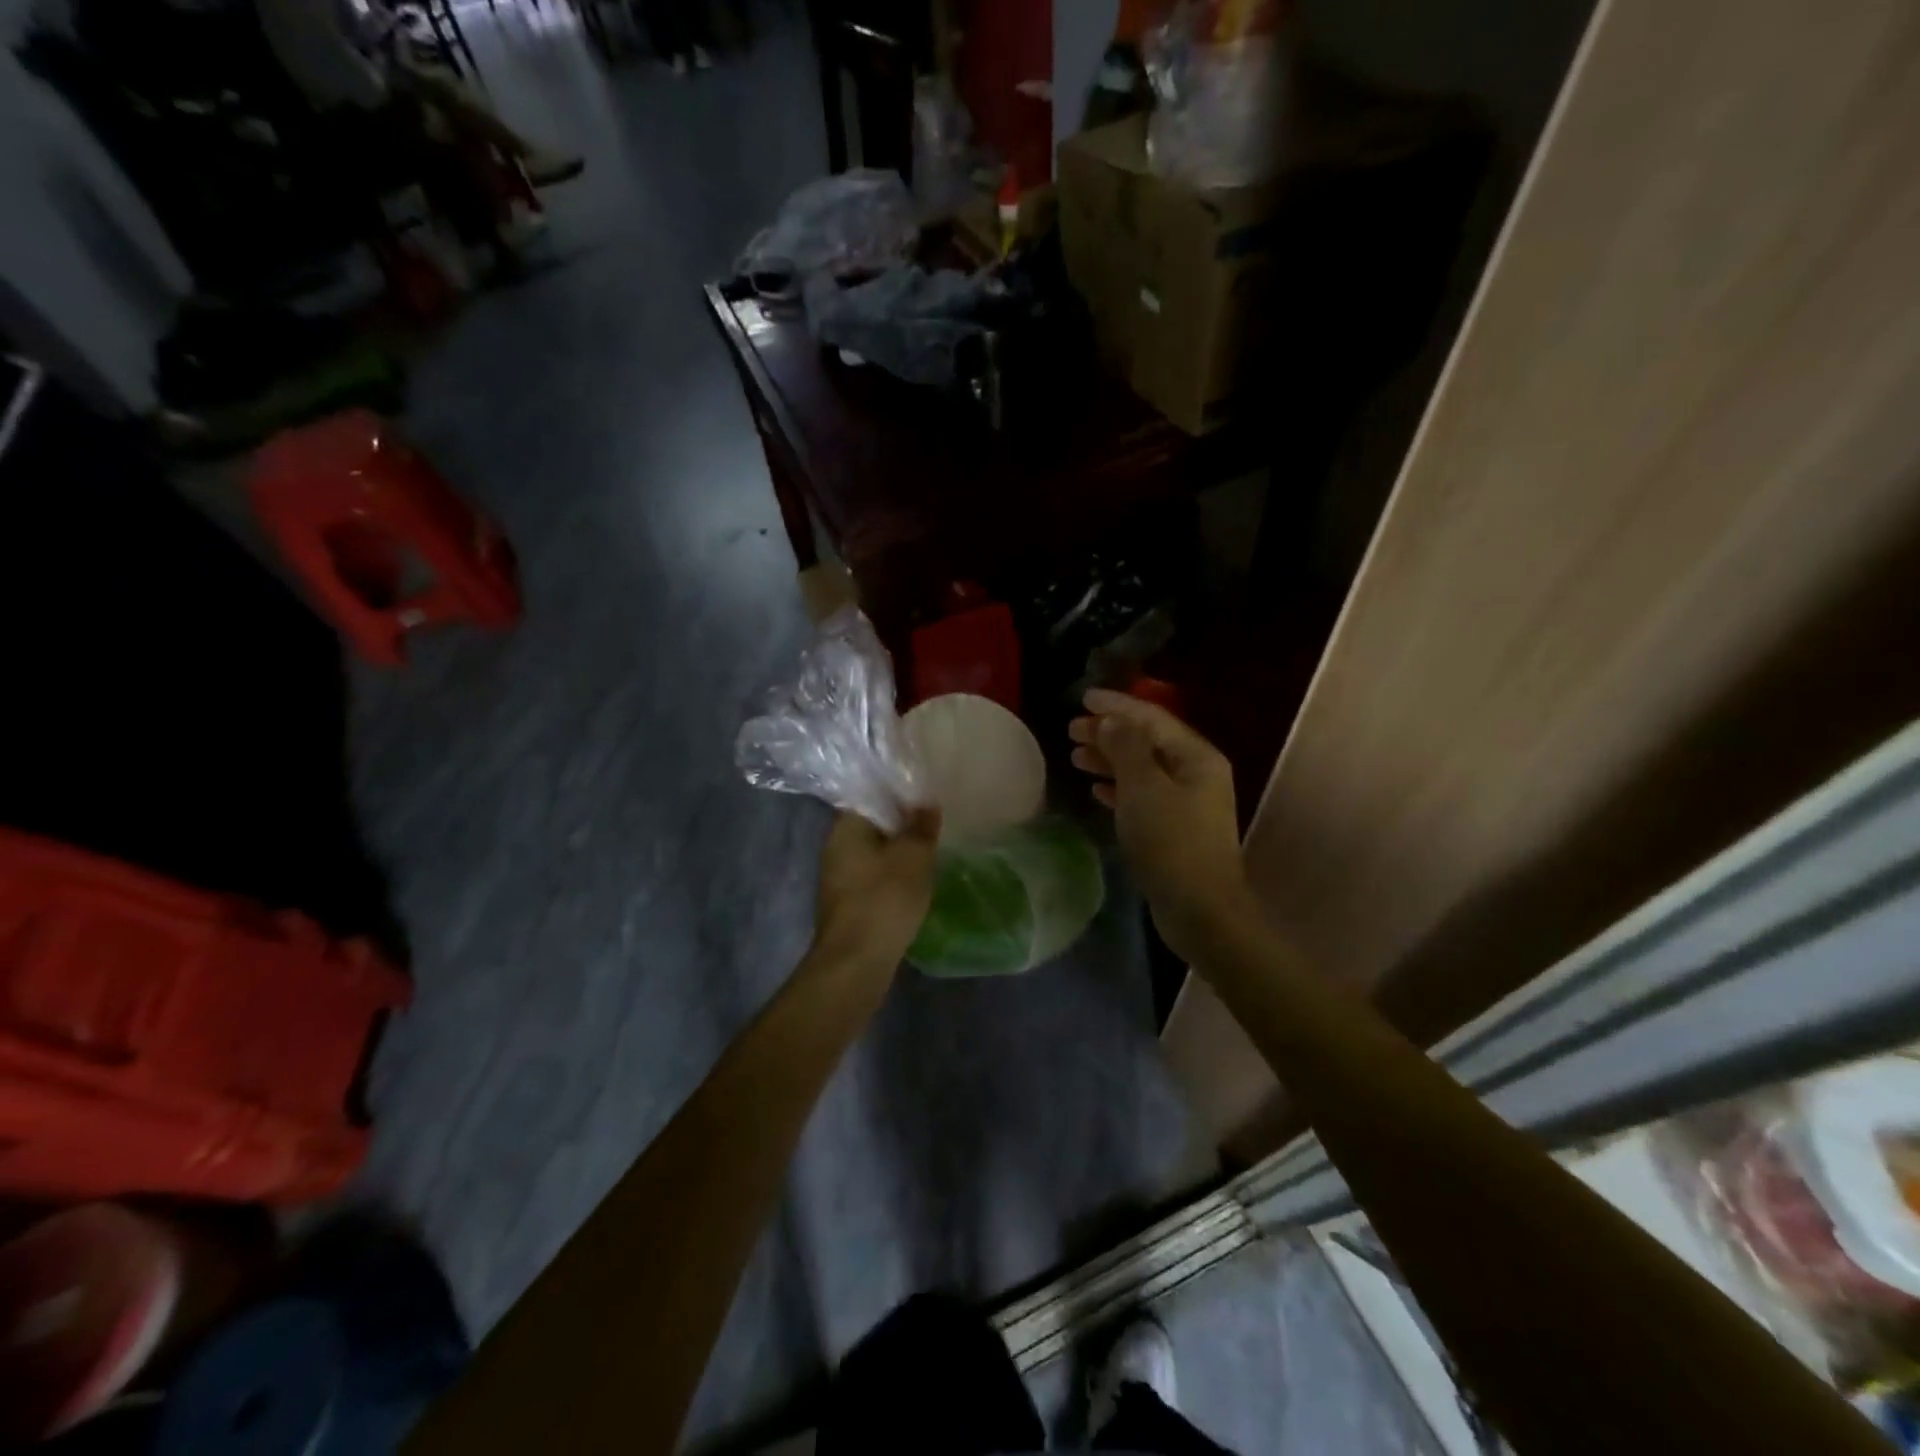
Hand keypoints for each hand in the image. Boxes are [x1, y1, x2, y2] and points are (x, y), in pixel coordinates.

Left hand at [813, 807, 941, 968]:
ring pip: (874, 852)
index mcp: (846, 827)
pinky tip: (914, 883)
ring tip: (930, 852)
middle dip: (902, 824)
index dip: (900, 793)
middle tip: (935, 824)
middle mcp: (836, 847)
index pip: (871, 795)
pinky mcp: (847, 903)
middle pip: (873, 824)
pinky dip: (893, 876)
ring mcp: (839, 877)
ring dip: (899, 853)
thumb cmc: (884, 900)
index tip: (927, 797)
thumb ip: (921, 826)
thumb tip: (926, 803)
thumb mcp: (913, 857)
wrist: (856, 963)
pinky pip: (874, 877)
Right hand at [1069, 689, 1250, 959]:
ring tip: (1076, 756)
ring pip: (1142, 770)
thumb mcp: (1144, 788)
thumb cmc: (1171, 842)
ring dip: (1110, 760)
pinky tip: (1096, 790)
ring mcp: (1187, 803)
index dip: (1117, 706)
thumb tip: (1112, 721)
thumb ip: (1126, 748)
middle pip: (1147, 742)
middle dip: (1109, 733)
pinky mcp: (1175, 830)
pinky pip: (1142, 796)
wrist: (1200, 909)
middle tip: (1071, 730)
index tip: (1083, 699)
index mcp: (1196, 757)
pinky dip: (1119, 788)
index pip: (1152, 718)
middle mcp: (1196, 774)